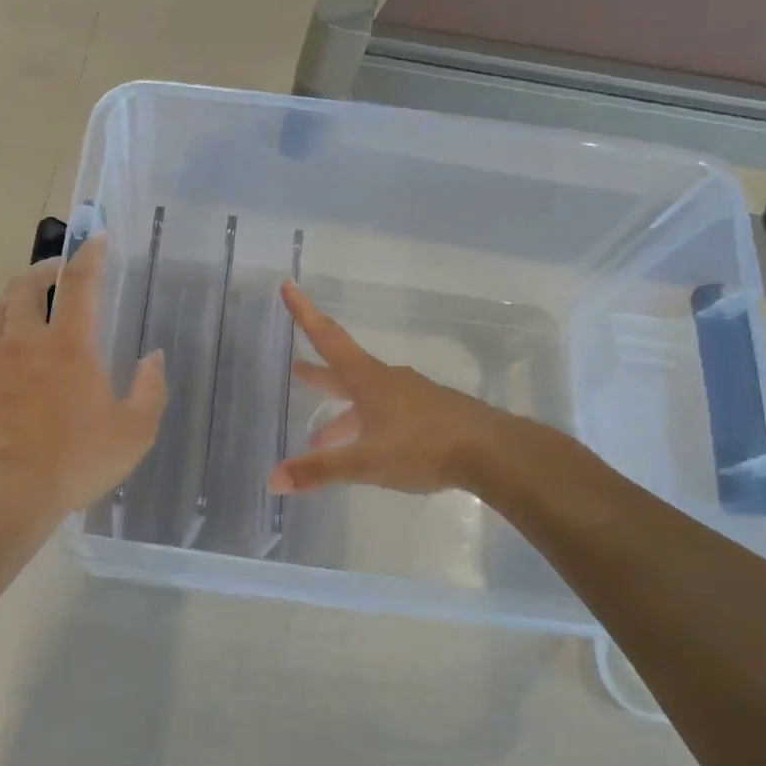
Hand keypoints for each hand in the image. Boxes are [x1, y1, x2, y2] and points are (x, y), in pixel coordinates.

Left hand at [0, 237, 166, 517]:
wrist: (6, 493)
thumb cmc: (76, 462)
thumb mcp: (134, 433)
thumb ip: (150, 390)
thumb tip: (152, 357)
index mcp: (70, 347)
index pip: (80, 284)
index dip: (89, 255)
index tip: (95, 238)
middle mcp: (26, 342)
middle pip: (26, 286)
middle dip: (43, 271)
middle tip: (56, 274)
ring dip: (12, 300)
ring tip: (25, 309)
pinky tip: (6, 357)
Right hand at [268, 281, 555, 496]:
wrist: (493, 452)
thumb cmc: (424, 447)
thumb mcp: (366, 462)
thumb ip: (320, 470)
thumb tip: (273, 479)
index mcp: (368, 380)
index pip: (328, 339)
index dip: (305, 313)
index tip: (289, 286)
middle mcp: (387, 381)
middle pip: (344, 369)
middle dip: (317, 371)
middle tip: (295, 368)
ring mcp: (411, 397)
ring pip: (366, 398)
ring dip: (341, 412)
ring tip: (320, 435)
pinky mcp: (429, 416)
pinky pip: (386, 414)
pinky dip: (365, 425)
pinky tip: (366, 447)